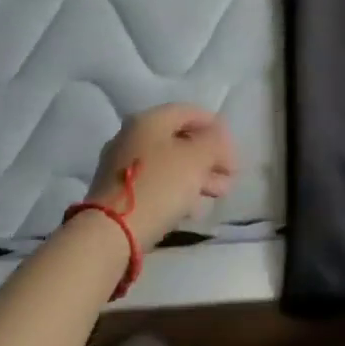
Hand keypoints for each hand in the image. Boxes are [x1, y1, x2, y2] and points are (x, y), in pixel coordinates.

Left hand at [88, 103, 236, 247]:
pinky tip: (194, 207)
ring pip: (169, 163)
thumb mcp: (197, 159)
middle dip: (208, 156)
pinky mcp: (118, 193)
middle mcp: (132, 136)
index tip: (233, 150)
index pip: (189, 112)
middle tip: (230, 175)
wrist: (110, 233)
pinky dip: (177, 190)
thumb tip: (218, 137)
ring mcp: (122, 165)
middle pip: (179, 139)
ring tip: (219, 193)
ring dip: (197, 175)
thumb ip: (214, 142)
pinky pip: (156, 183)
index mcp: (149, 120)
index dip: (216, 127)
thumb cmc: (159, 185)